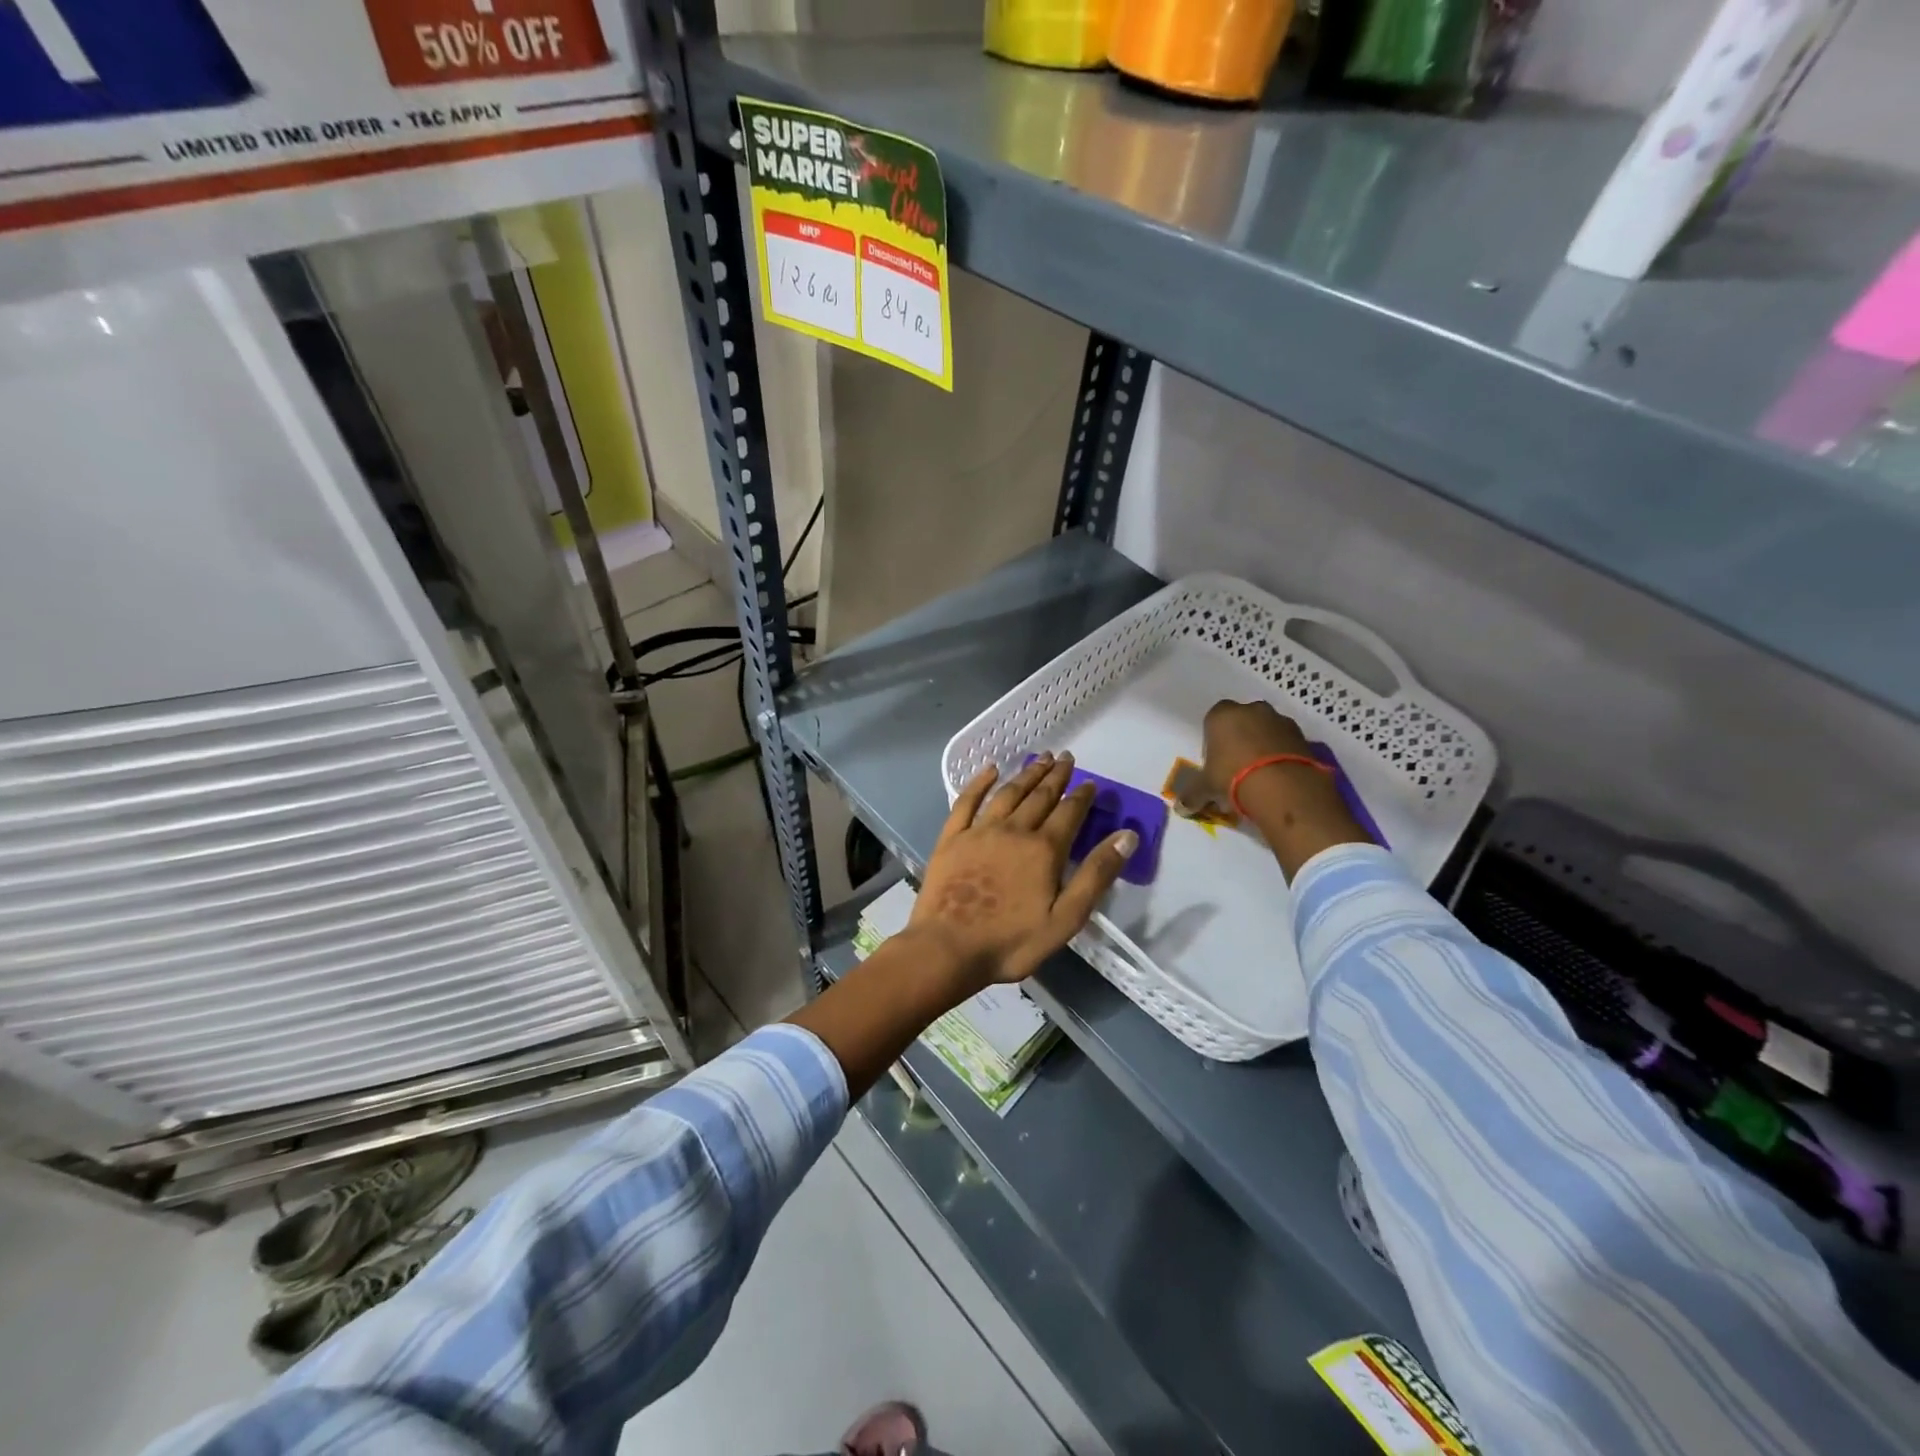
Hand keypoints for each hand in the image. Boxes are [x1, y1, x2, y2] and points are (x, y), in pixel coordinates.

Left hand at [909, 753, 1136, 991]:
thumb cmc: (1011, 941)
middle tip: (1066, 758)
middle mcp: (1014, 830)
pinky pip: (967, 801)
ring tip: (1040, 758)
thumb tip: (1127, 836)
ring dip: (1026, 774)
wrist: (948, 948)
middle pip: (1039, 796)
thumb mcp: (1066, 918)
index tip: (1091, 782)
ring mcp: (979, 831)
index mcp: (1044, 849)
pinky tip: (990, 770)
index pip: (1069, 812)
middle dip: (1056, 776)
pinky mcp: (952, 838)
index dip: (1082, 796)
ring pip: (1008, 794)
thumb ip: (1096, 875)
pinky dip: (979, 783)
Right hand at [1201, 700, 1366, 879]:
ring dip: (1264, 744)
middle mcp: (1252, 710)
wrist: (1282, 786)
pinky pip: (1287, 742)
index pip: (1213, 718)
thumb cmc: (1232, 777)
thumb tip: (1180, 808)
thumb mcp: (1206, 788)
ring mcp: (1280, 720)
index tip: (1215, 759)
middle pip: (1242, 720)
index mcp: (1222, 715)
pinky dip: (1283, 754)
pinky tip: (1279, 776)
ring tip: (1261, 774)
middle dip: (1240, 737)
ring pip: (1267, 729)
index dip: (1213, 738)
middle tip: (1237, 765)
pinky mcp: (1303, 736)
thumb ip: (1192, 794)